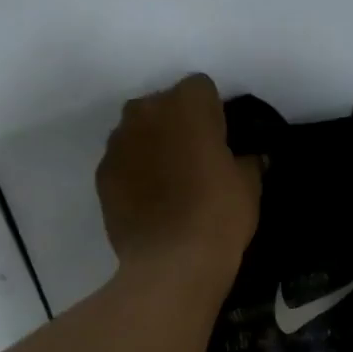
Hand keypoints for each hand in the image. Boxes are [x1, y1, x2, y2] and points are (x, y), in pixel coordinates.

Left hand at [97, 74, 260, 281]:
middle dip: (177, 124)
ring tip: (171, 184)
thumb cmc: (219, 214)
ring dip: (153, 146)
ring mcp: (118, 143)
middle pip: (164, 106)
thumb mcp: (249, 184)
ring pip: (139, 132)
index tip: (221, 142)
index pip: (201, 89)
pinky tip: (151, 202)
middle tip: (196, 161)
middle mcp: (145, 112)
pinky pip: (123, 163)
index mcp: (186, 103)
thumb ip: (247, 160)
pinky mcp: (102, 175)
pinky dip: (135, 173)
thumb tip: (248, 157)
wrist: (172, 262)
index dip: (213, 113)